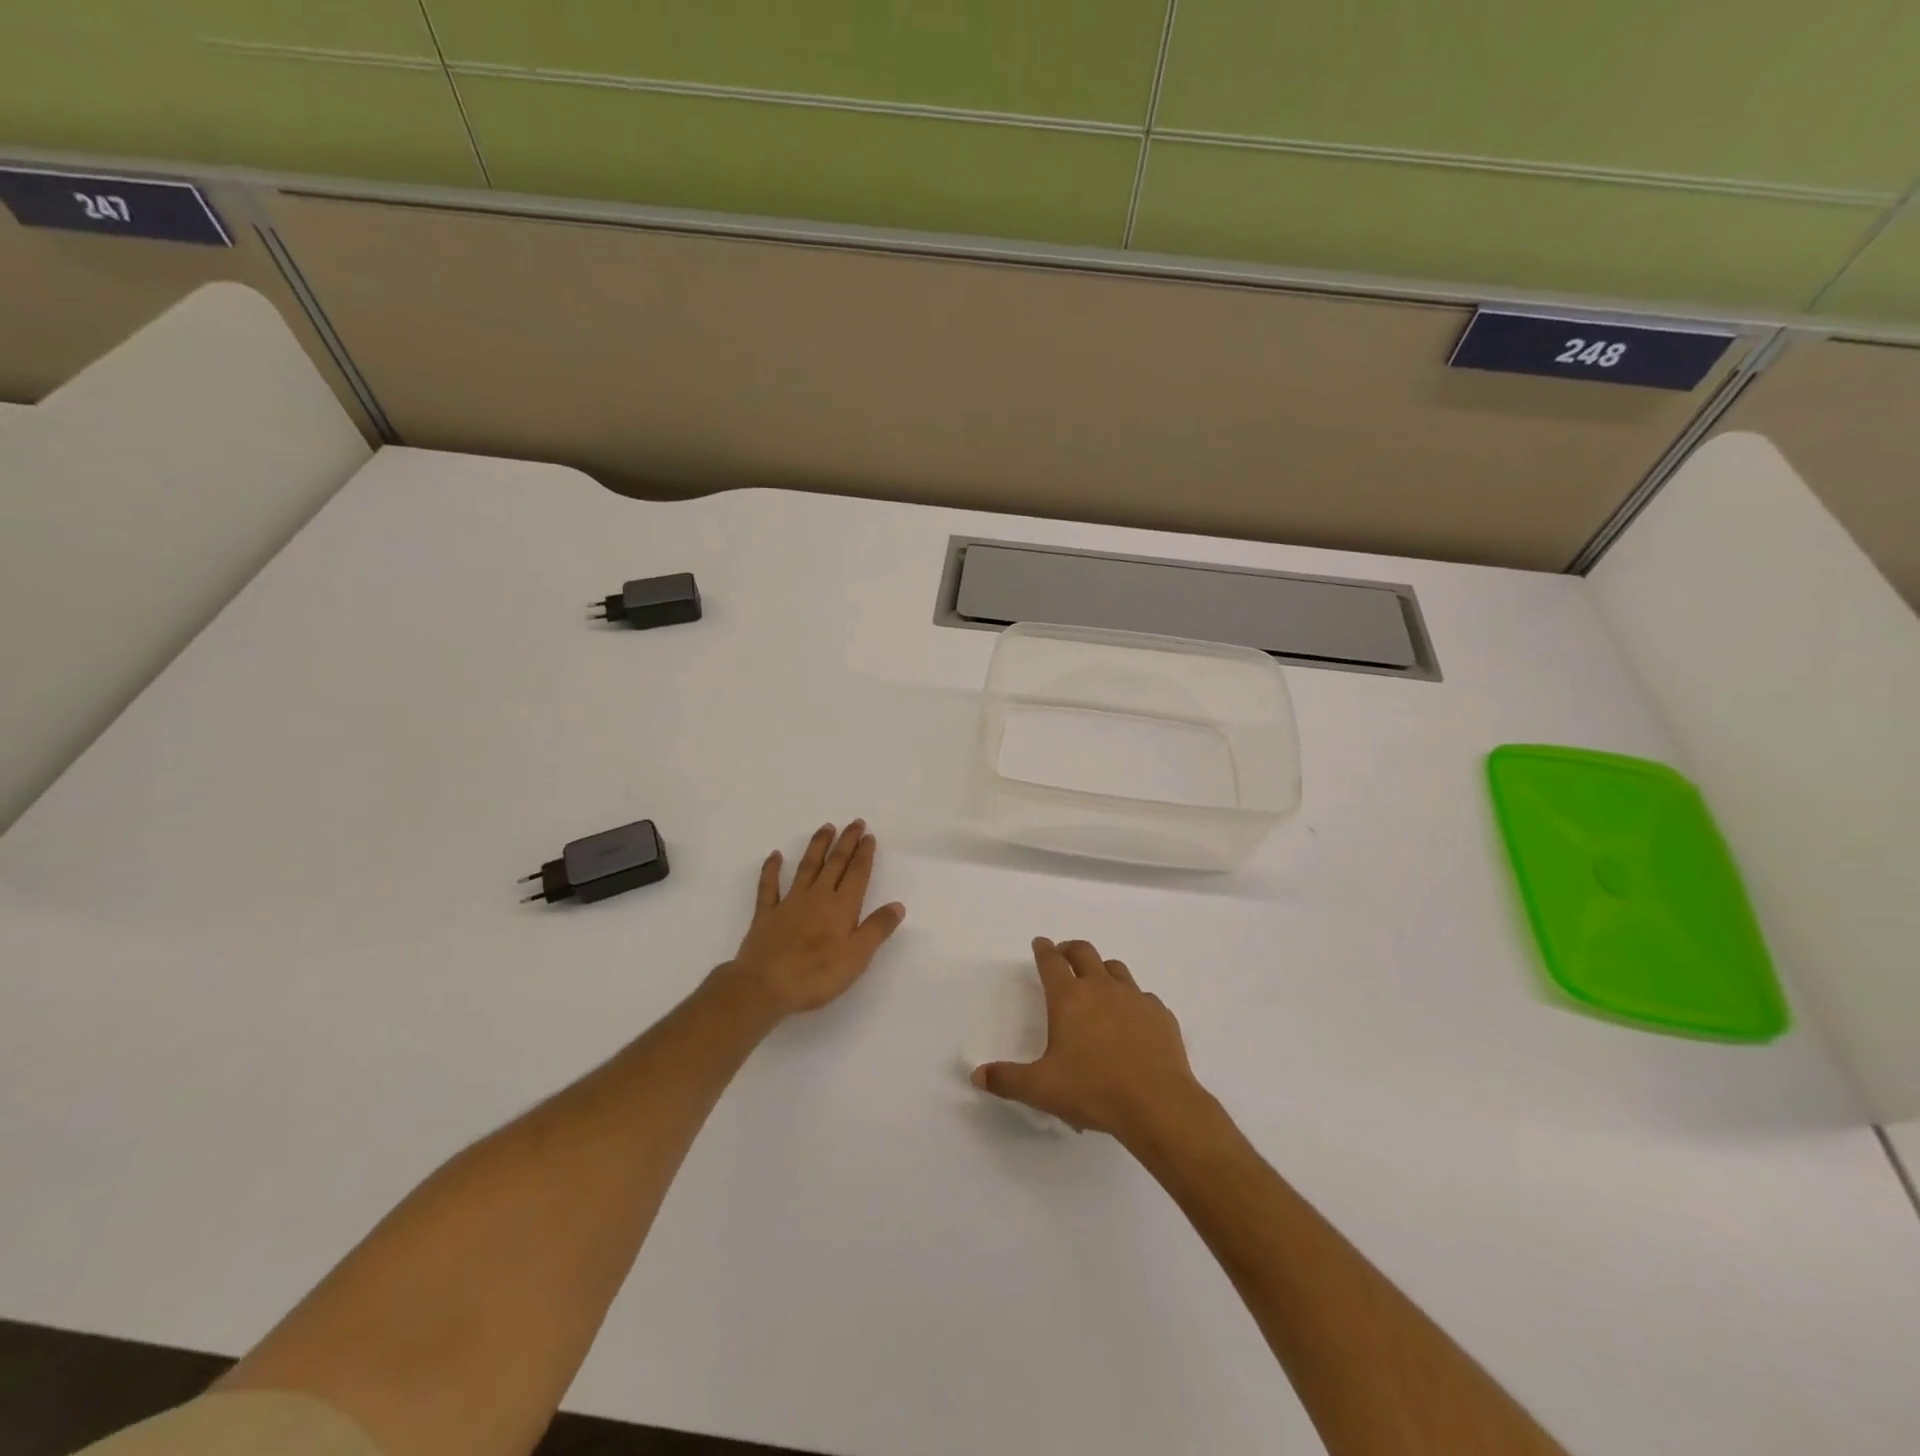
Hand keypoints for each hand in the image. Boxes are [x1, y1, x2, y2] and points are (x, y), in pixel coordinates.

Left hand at [719, 820, 905, 1017]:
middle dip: (846, 842)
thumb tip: (897, 905)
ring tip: (826, 827)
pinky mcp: (766, 914)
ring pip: (807, 867)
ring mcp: (789, 903)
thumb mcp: (856, 957)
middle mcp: (817, 897)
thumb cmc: (816, 975)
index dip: (864, 854)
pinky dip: (772, 869)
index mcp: (841, 907)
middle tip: (855, 823)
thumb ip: (877, 929)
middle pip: (834, 864)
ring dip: (817, 846)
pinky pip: (769, 886)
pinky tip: (775, 855)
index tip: (869, 836)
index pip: (856, 874)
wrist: (764, 986)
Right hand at [972, 938, 1208, 1140]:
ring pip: (1116, 968)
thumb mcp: (1041, 1089)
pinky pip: (1143, 996)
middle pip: (1084, 952)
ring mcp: (1135, 998)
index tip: (1039, 943)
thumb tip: (977, 1075)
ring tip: (1097, 982)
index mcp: (1069, 999)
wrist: (1157, 1104)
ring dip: (1102, 969)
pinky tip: (1132, 1018)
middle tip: (1064, 955)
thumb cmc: (1093, 1091)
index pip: (1051, 962)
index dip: (1043, 949)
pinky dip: (1132, 999)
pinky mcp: (1160, 1014)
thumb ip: (1007, 1080)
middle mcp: (1102, 988)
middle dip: (1070, 949)